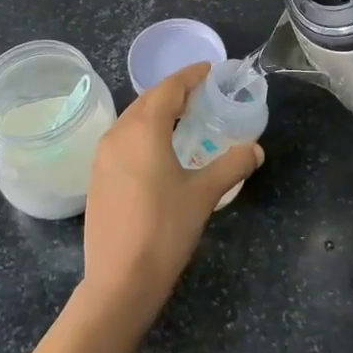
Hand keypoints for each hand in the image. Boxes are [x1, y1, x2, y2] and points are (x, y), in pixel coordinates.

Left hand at [80, 62, 261, 316]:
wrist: (119, 281)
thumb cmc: (164, 230)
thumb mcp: (203, 194)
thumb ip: (232, 165)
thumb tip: (255, 149)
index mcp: (143, 130)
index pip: (168, 88)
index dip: (190, 76)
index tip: (210, 70)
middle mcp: (118, 134)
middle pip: (148, 100)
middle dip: (175, 91)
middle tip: (202, 93)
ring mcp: (102, 157)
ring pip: (133, 119)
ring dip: (157, 112)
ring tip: (184, 118)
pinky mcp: (97, 177)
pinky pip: (123, 139)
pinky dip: (143, 132)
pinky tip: (159, 149)